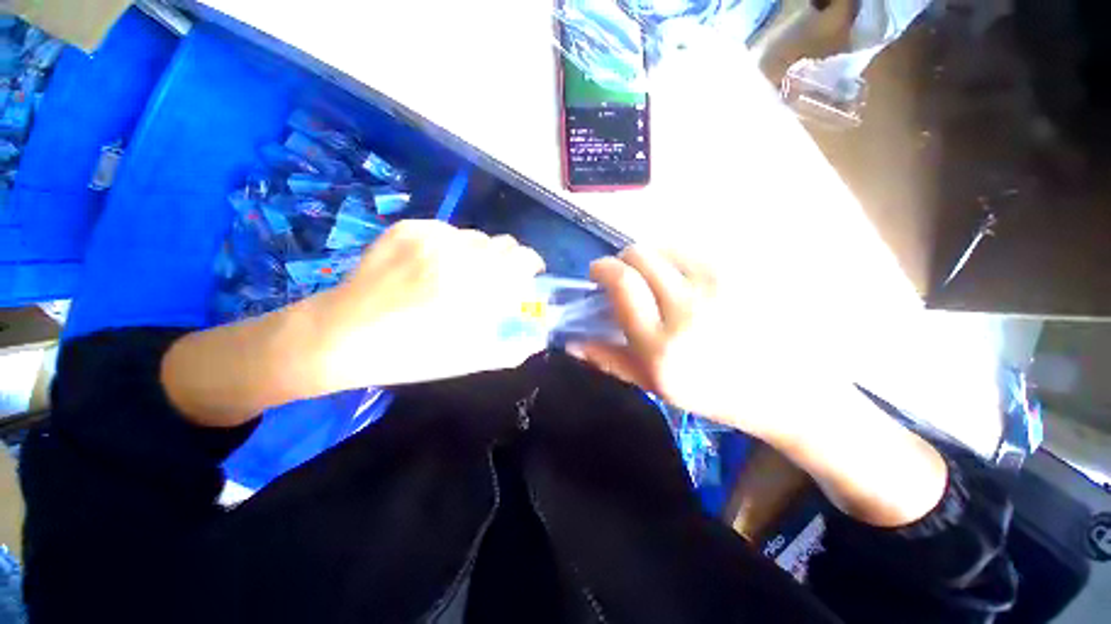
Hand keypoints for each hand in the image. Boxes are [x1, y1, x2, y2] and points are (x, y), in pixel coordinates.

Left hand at [312, 220, 546, 390]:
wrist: (342, 335)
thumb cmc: (412, 354)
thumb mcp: (470, 360)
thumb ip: (513, 348)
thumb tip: (539, 336)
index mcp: (478, 288)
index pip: (523, 258)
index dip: (531, 265)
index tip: (527, 276)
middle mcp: (459, 255)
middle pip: (503, 243)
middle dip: (505, 261)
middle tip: (490, 281)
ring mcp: (431, 237)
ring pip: (475, 237)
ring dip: (477, 255)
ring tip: (456, 276)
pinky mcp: (408, 228)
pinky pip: (447, 231)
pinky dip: (449, 247)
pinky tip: (429, 267)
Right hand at [570, 246, 794, 439]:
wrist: (785, 390)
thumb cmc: (713, 393)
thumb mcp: (654, 385)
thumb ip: (609, 360)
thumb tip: (571, 342)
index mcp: (660, 346)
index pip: (622, 282)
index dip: (603, 267)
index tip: (598, 271)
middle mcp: (687, 310)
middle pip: (640, 255)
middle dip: (624, 259)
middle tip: (626, 275)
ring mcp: (720, 286)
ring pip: (667, 246)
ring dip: (652, 257)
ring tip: (658, 277)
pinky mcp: (744, 273)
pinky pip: (696, 250)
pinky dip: (679, 258)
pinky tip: (687, 278)